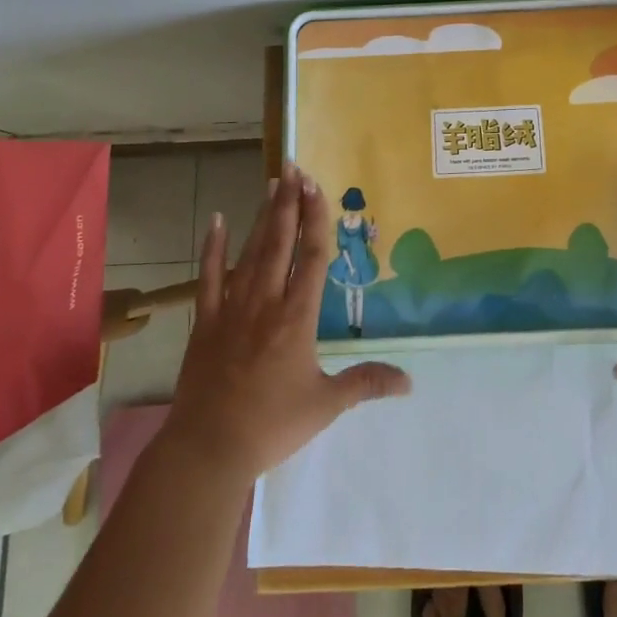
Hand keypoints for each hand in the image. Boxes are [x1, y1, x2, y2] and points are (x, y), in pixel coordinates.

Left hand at [166, 166, 410, 482]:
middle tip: (295, 167)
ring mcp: (233, 308)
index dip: (316, 218)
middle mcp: (266, 301)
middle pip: (281, 242)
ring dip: (263, 216)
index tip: (317, 186)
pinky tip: (216, 219)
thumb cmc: (272, 425)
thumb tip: (410, 381)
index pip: (312, 256)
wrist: (208, 449)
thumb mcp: (326, 404)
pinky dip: (212, 247)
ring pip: (250, 251)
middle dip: (290, 203)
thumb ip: (366, 383)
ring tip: (272, 183)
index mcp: (297, 317)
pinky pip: (209, 276)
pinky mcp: (206, 320)